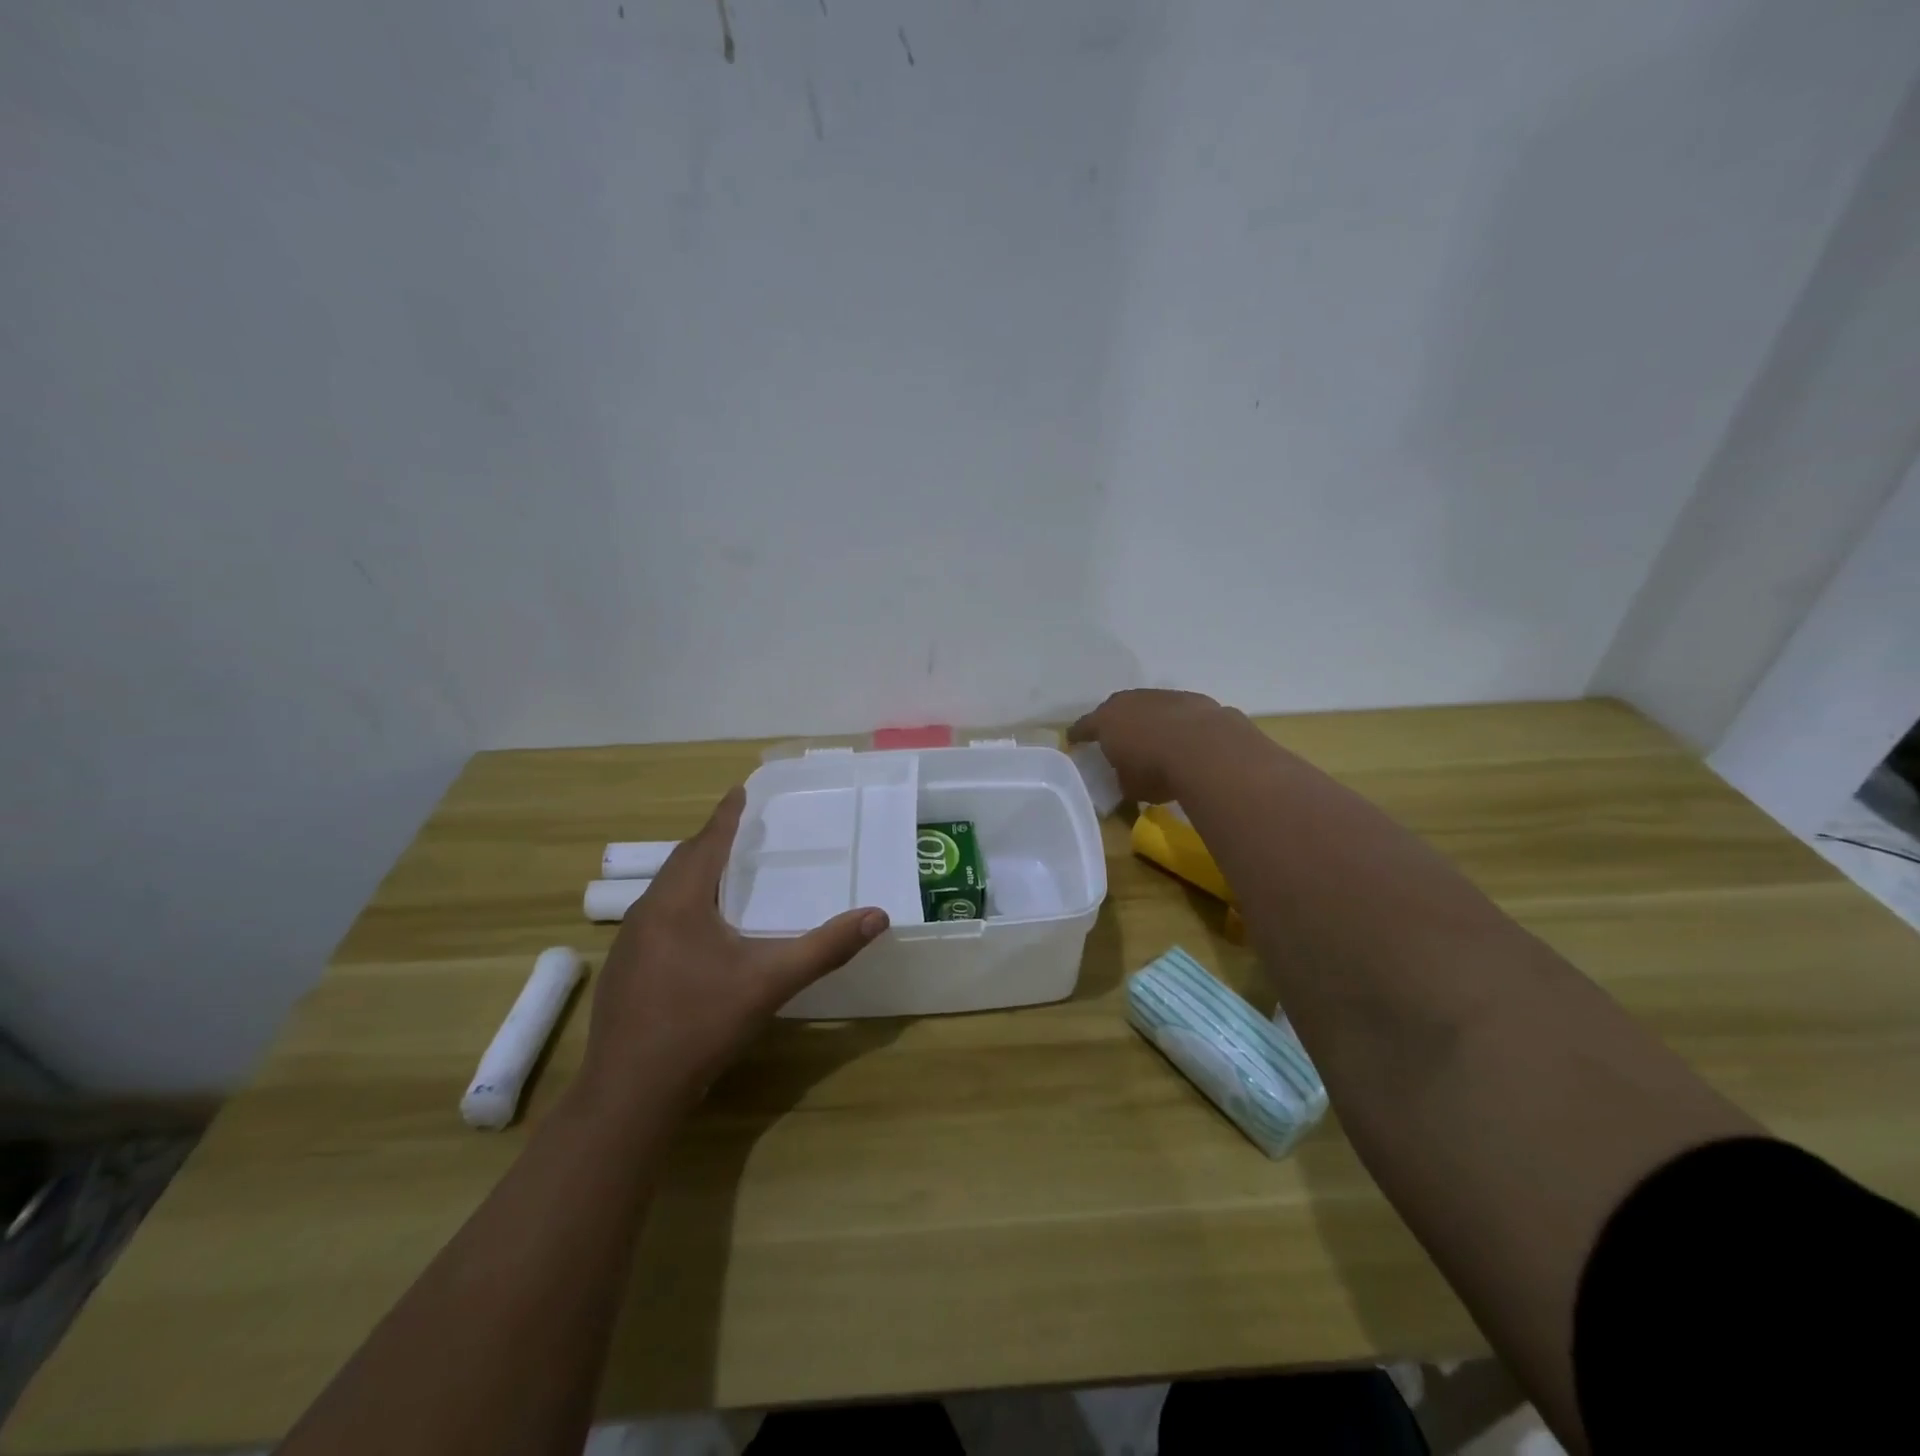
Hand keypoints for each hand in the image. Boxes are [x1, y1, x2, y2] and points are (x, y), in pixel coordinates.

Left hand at [577, 787, 887, 1114]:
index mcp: (678, 902)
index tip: (739, 791)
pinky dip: (682, 904)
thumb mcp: (771, 982)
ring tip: (724, 872)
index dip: (726, 816)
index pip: (706, 843)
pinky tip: (699, 929)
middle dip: (710, 842)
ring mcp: (628, 943)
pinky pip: (656, 918)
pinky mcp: (624, 970)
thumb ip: (826, 947)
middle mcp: (647, 912)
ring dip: (694, 873)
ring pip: (665, 891)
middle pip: (682, 862)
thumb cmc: (701, 1024)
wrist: (631, 1092)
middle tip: (740, 830)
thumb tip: (878, 915)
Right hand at [1067, 689, 1239, 802]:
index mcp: (1105, 721)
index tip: (1073, 741)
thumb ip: (1122, 778)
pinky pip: (1174, 711)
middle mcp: (1129, 701)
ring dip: (1147, 720)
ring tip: (1153, 739)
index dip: (1078, 735)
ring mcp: (1161, 696)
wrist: (1207, 749)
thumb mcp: (1130, 786)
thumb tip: (1126, 777)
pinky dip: (1174, 723)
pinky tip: (1183, 739)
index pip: (1083, 727)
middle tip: (1115, 739)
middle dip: (1114, 723)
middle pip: (1114, 709)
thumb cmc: (1156, 770)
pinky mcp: (1190, 699)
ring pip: (1146, 706)